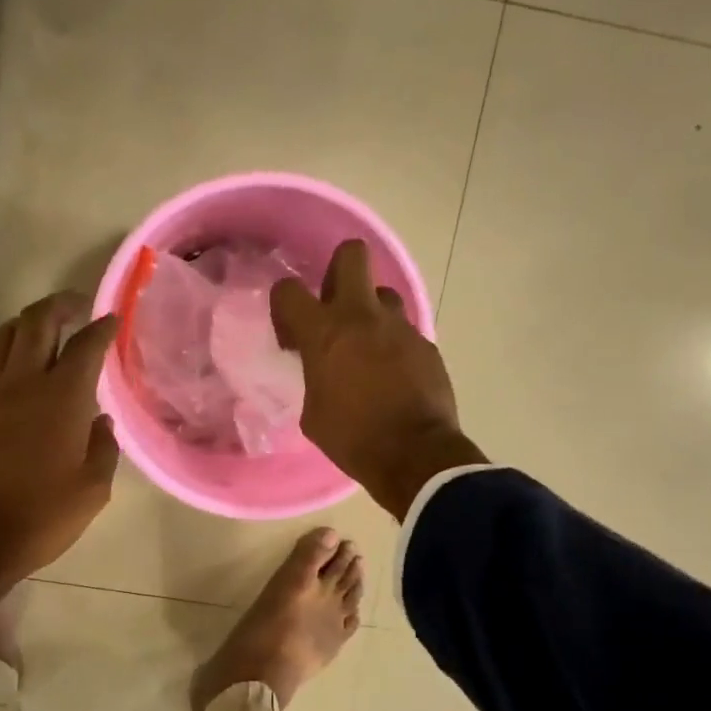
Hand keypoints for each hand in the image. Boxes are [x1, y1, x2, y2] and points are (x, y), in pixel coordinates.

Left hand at [0, 294, 119, 623]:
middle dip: (58, 306)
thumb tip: (101, 421)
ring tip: (35, 333)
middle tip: (73, 307)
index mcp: (62, 398)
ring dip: (21, 326)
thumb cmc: (39, 519)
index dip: (102, 327)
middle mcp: (20, 382)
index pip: (86, 345)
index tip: (112, 319)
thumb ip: (103, 448)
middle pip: (36, 322)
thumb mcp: (92, 491)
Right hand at [271, 240, 486, 519]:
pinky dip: (394, 346)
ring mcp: (400, 327)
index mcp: (324, 333)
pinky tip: (393, 376)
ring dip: (371, 314)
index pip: (288, 290)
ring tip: (367, 349)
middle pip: (351, 255)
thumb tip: (321, 371)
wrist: (414, 455)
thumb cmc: (352, 438)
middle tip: (334, 307)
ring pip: (383, 295)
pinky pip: (404, 331)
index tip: (291, 335)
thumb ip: (313, 378)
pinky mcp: (426, 345)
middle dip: (338, 271)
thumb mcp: (312, 413)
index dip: (284, 306)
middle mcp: (362, 317)